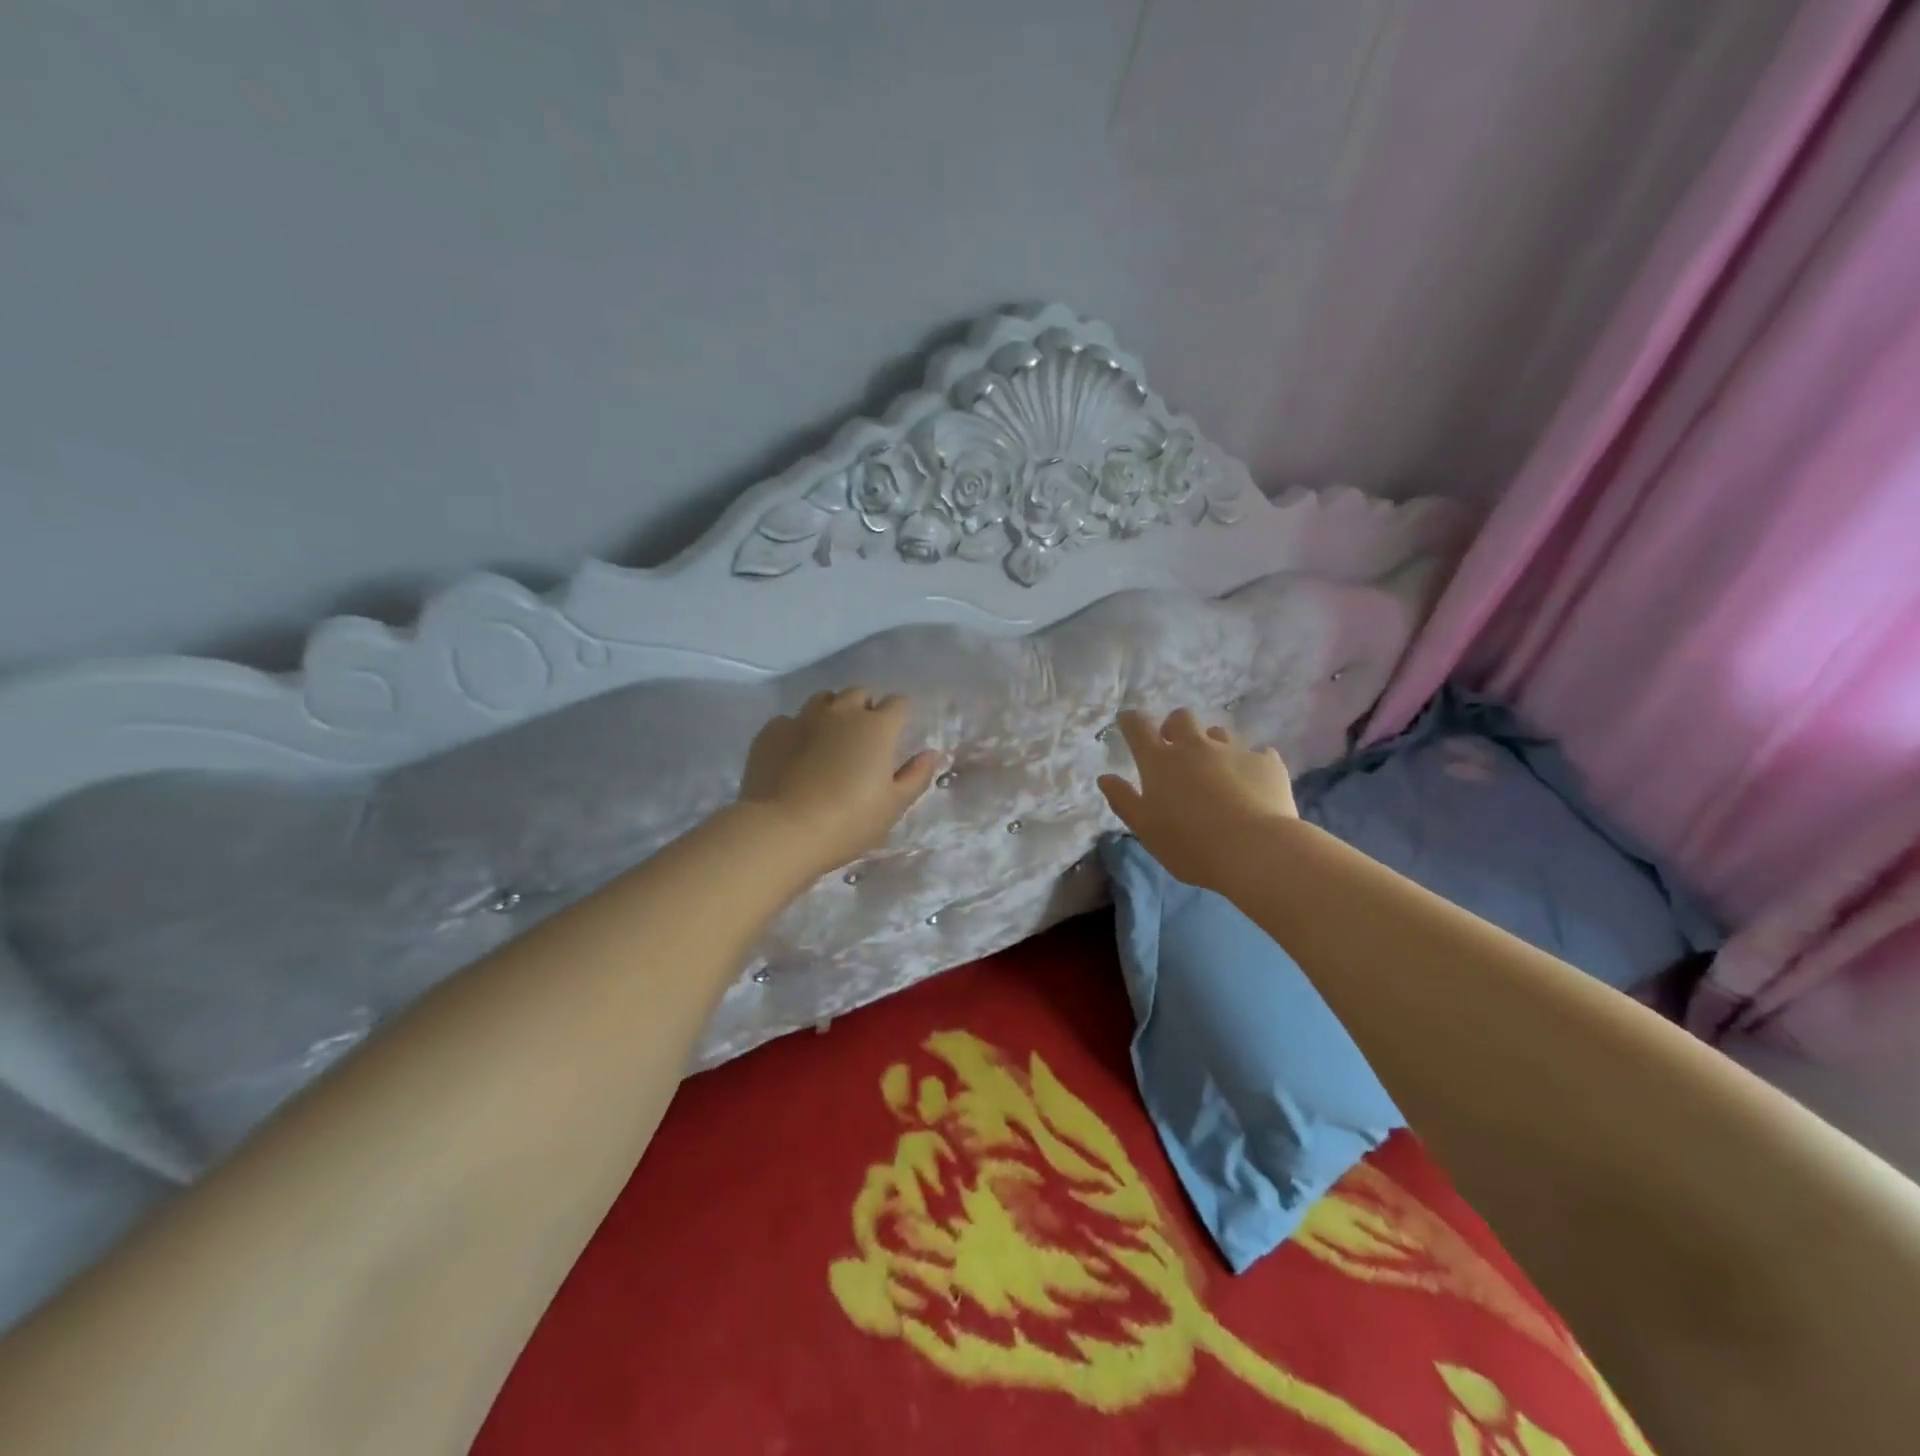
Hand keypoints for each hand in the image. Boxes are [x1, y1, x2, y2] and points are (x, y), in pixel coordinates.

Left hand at [737, 688, 938, 877]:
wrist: (782, 830)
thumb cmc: (849, 821)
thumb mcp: (893, 806)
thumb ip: (916, 776)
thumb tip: (930, 754)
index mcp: (876, 727)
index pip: (898, 703)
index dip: (899, 716)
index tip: (897, 734)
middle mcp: (841, 712)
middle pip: (859, 693)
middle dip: (865, 708)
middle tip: (863, 738)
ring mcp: (802, 718)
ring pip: (823, 700)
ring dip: (832, 712)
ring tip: (829, 740)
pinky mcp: (771, 731)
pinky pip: (789, 721)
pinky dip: (797, 731)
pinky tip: (795, 755)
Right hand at [1098, 708, 1298, 890]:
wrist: (1256, 851)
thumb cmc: (1190, 844)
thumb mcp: (1145, 829)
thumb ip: (1123, 800)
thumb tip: (1105, 777)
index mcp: (1160, 761)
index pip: (1138, 727)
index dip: (1130, 721)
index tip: (1128, 722)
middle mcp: (1195, 746)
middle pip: (1181, 718)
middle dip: (1173, 727)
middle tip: (1174, 748)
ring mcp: (1234, 750)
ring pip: (1219, 733)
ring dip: (1212, 744)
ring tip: (1215, 769)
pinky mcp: (1267, 762)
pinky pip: (1256, 754)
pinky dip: (1249, 764)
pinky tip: (1252, 784)